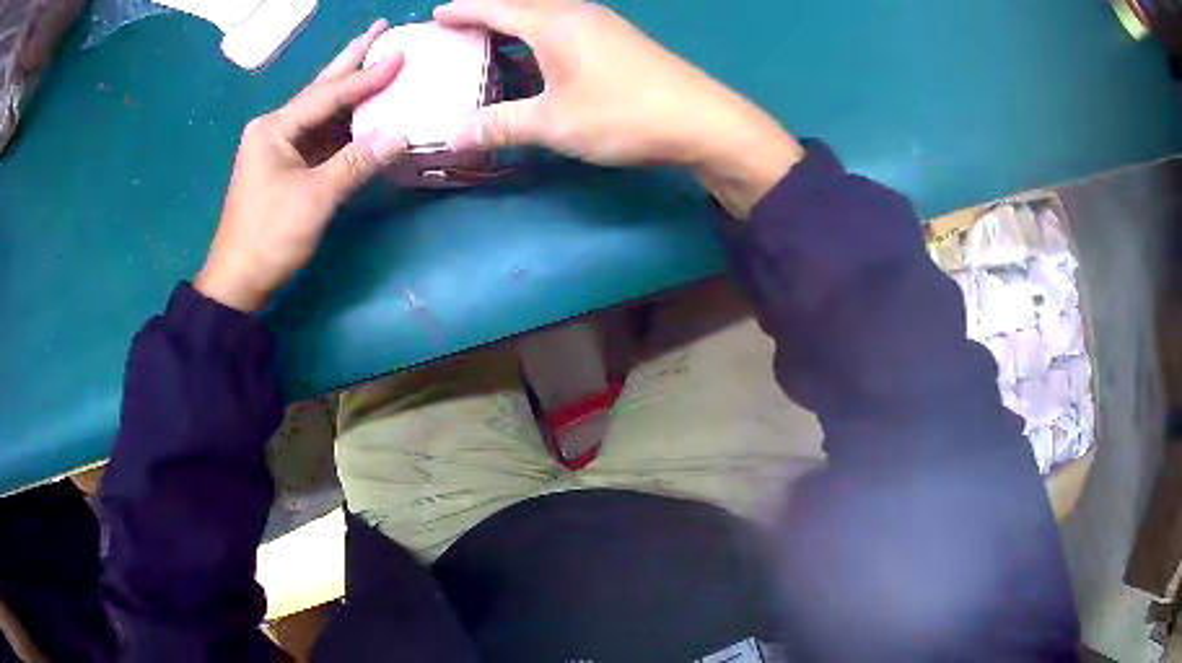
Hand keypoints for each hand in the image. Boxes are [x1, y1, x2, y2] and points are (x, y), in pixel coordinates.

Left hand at [195, 20, 408, 311]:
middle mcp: (275, 129)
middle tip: (379, 29)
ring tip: (377, 57)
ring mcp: (280, 147)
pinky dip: (345, 122)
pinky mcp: (287, 166)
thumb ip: (355, 163)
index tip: (402, 54)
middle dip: (351, 59)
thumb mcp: (314, 200)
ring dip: (350, 88)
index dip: (366, 76)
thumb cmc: (269, 238)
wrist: (238, 281)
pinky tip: (363, 108)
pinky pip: (322, 135)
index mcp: (274, 128)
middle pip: (321, 89)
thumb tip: (400, 134)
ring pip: (322, 111)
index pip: (327, 95)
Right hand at [435, 0, 804, 217]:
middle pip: (521, 5)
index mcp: (553, 23)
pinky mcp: (620, 40)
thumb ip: (501, 125)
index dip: (463, 10)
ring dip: (515, 25)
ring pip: (546, 15)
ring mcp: (603, 24)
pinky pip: (566, 27)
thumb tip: (453, 136)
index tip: (436, 14)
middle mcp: (576, 13)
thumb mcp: (554, 123)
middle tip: (458, 29)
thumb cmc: (623, 115)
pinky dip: (540, 37)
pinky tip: (537, 58)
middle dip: (486, 14)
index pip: (496, 7)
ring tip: (490, 43)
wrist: (702, 121)